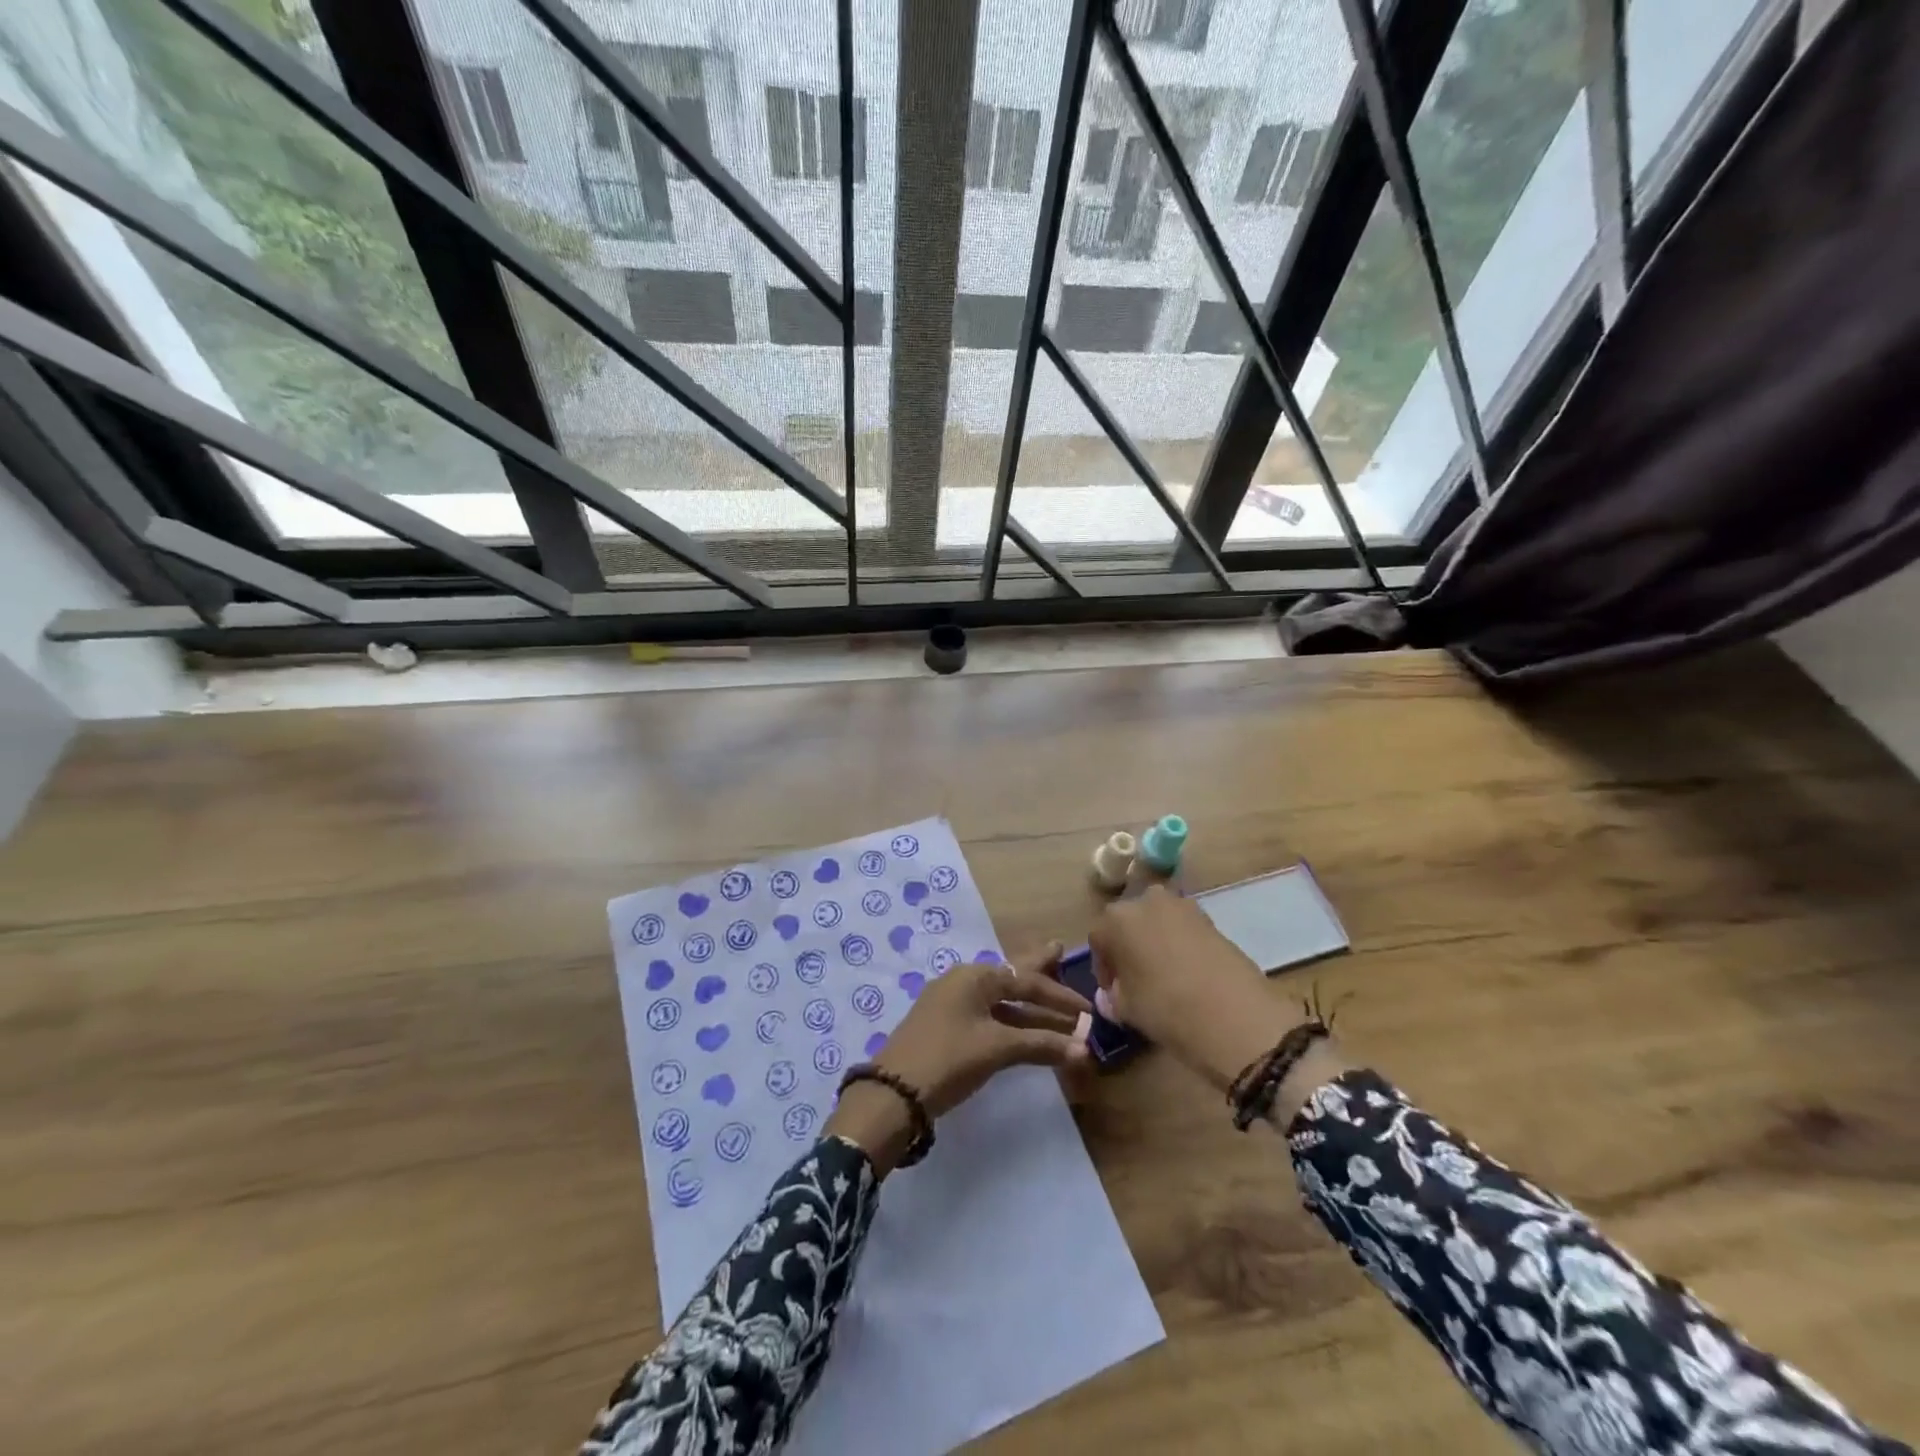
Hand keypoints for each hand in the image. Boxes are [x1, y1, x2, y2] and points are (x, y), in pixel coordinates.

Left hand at [825, 945, 1089, 1173]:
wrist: (893, 1092)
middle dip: (1036, 967)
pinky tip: (1020, 1026)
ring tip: (1049, 994)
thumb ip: (1040, 1044)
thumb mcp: (996, 1049)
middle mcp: (962, 982)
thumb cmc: (948, 1059)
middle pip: (1009, 975)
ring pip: (998, 998)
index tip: (1087, 1009)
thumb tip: (1083, 1049)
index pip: (1026, 981)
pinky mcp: (944, 1026)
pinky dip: (1009, 1019)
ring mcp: (950, 1003)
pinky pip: (986, 1014)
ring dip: (1026, 1004)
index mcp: (974, 977)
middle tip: (1058, 949)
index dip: (1059, 996)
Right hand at [1088, 887, 1306, 1091]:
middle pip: (1129, 922)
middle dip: (1128, 947)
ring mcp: (1183, 906)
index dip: (1103, 967)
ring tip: (1162, 975)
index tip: (1112, 991)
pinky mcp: (1211, 918)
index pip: (1099, 938)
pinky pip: (1183, 929)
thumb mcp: (1127, 1008)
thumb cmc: (1165, 1006)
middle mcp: (1146, 900)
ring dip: (1154, 942)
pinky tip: (1186, 973)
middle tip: (1135, 979)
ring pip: (1157, 922)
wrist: (1235, 1014)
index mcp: (1117, 918)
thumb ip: (1113, 997)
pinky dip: (1179, 945)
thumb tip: (1112, 995)